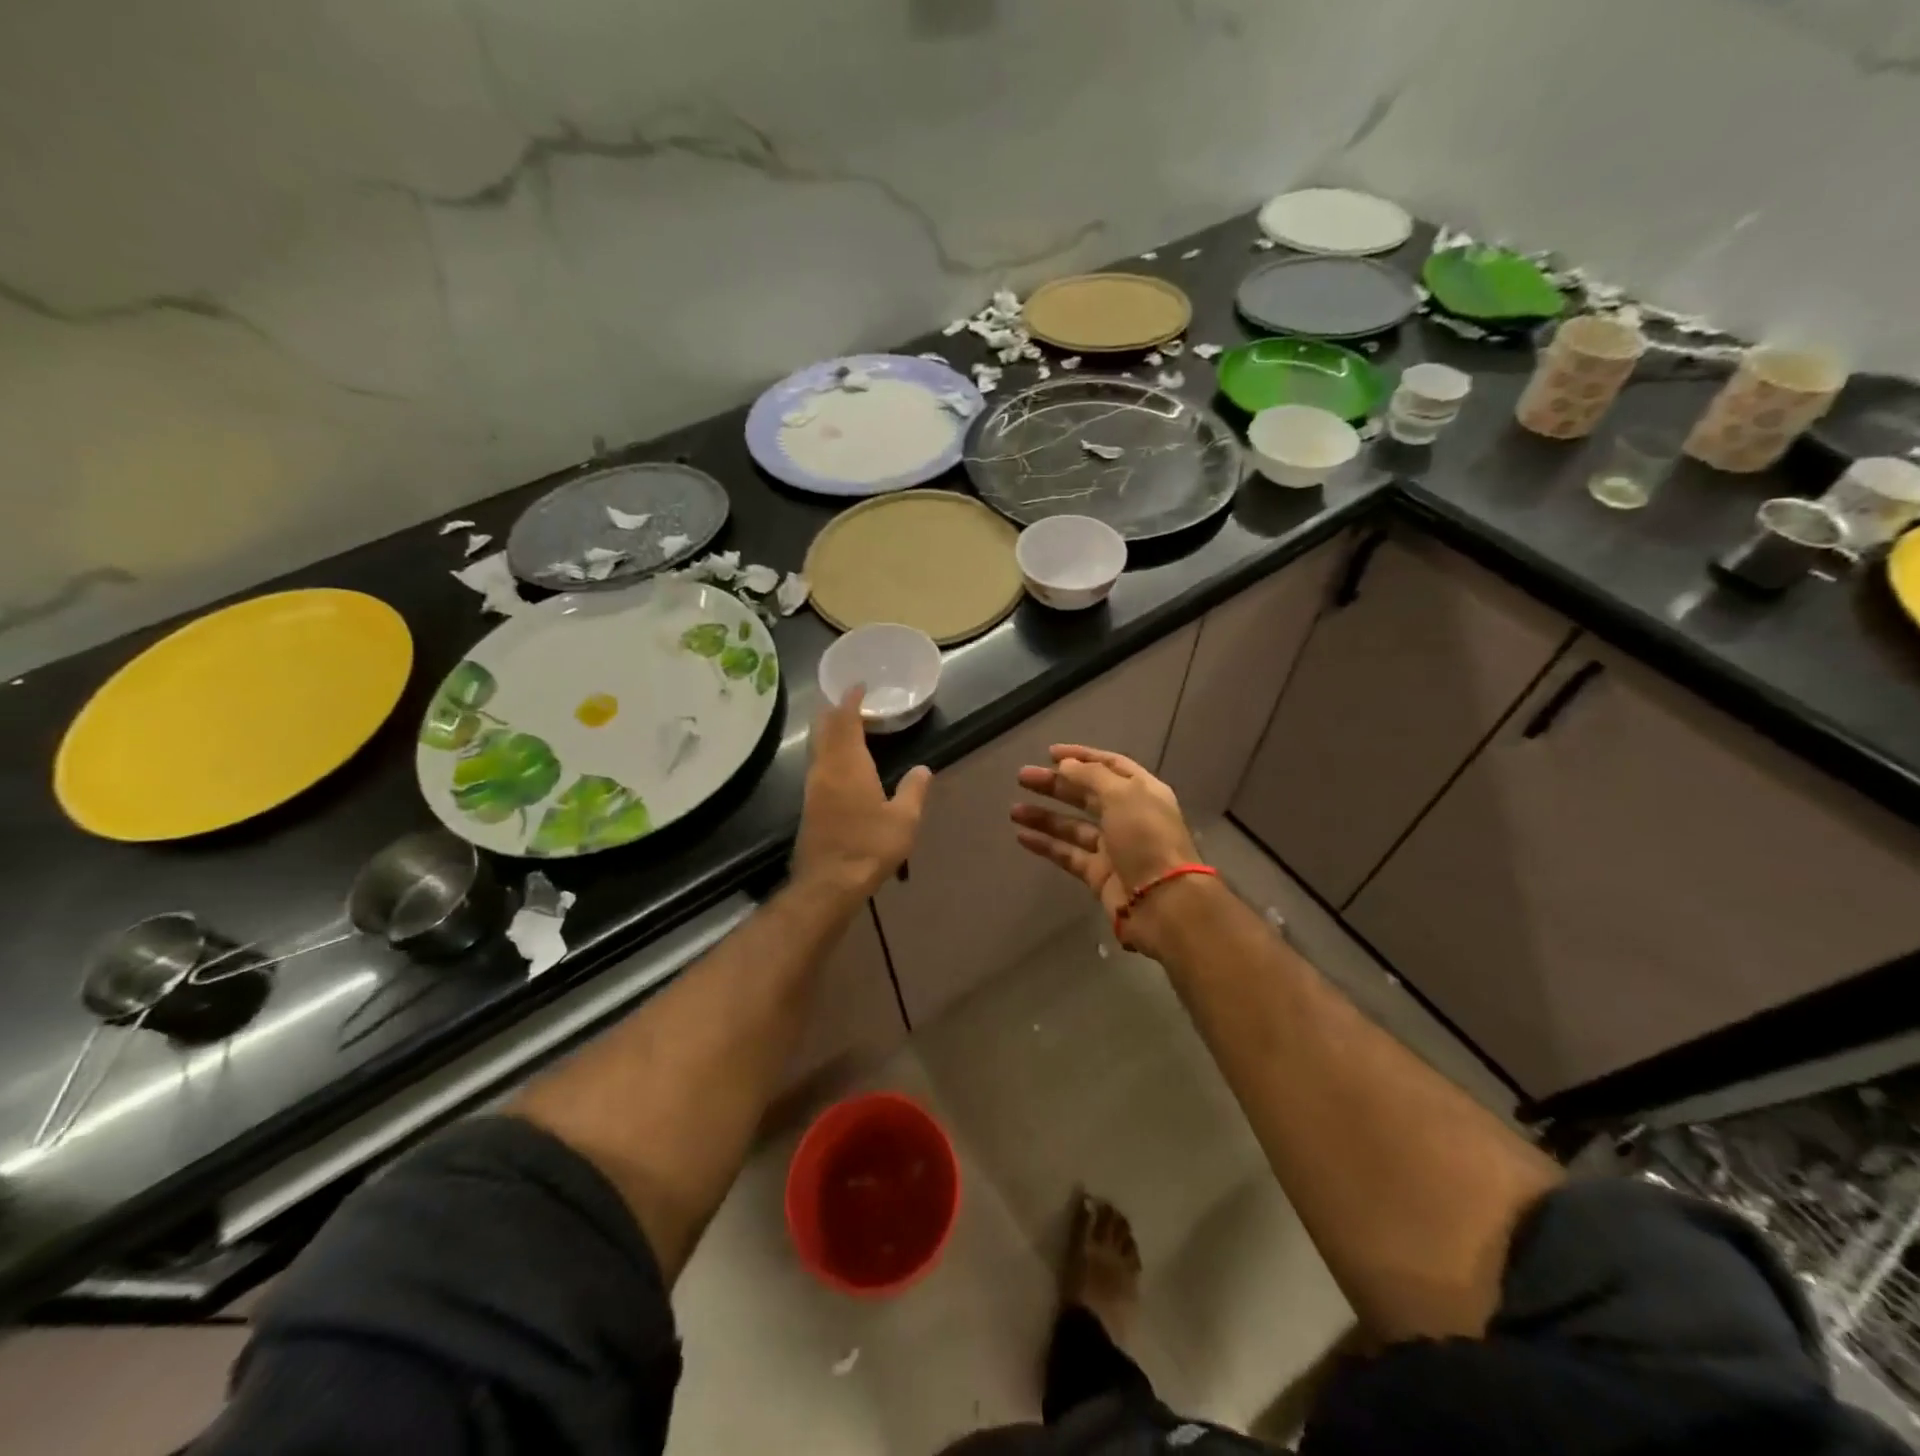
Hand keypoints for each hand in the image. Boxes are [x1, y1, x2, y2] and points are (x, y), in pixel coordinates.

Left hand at [794, 685, 932, 900]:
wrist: (829, 883)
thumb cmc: (870, 846)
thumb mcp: (904, 820)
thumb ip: (914, 790)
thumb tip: (923, 769)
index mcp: (849, 765)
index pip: (845, 721)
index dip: (850, 700)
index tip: (857, 686)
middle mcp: (826, 769)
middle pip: (824, 729)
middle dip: (835, 711)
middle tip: (850, 700)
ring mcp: (813, 787)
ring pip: (818, 746)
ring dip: (829, 730)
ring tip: (846, 725)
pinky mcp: (809, 804)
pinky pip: (817, 763)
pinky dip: (828, 750)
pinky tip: (841, 761)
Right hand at [1011, 745, 1200, 933]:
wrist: (1162, 902)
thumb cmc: (1146, 838)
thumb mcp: (1122, 795)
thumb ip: (1091, 776)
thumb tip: (1066, 765)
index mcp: (1142, 791)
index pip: (1109, 765)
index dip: (1081, 756)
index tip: (1050, 753)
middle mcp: (1128, 816)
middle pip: (1087, 794)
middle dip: (1056, 784)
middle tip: (1023, 777)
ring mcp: (1113, 847)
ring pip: (1073, 826)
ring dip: (1044, 816)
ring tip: (1013, 810)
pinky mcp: (1099, 874)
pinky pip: (1068, 854)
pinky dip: (1046, 844)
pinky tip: (1021, 836)